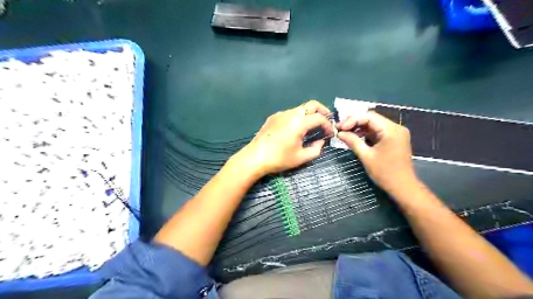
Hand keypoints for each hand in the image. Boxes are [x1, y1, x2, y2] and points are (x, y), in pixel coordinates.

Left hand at [234, 101, 331, 176]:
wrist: (255, 157)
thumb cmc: (279, 159)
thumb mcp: (301, 157)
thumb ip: (316, 149)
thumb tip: (320, 142)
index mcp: (299, 122)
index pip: (320, 118)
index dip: (328, 125)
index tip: (330, 134)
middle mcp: (291, 113)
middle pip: (312, 105)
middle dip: (322, 112)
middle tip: (326, 122)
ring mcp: (280, 114)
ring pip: (300, 108)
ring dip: (309, 115)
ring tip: (312, 128)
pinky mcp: (273, 117)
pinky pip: (290, 113)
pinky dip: (298, 118)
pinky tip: (295, 130)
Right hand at [336, 111, 420, 194]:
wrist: (403, 187)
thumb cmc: (385, 173)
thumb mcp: (366, 156)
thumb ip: (352, 141)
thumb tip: (339, 133)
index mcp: (391, 130)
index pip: (369, 117)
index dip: (352, 120)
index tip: (339, 128)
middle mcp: (396, 128)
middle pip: (372, 118)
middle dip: (355, 123)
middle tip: (340, 129)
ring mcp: (396, 133)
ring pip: (374, 124)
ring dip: (359, 128)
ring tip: (345, 134)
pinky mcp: (394, 139)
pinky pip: (378, 131)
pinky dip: (366, 134)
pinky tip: (356, 138)